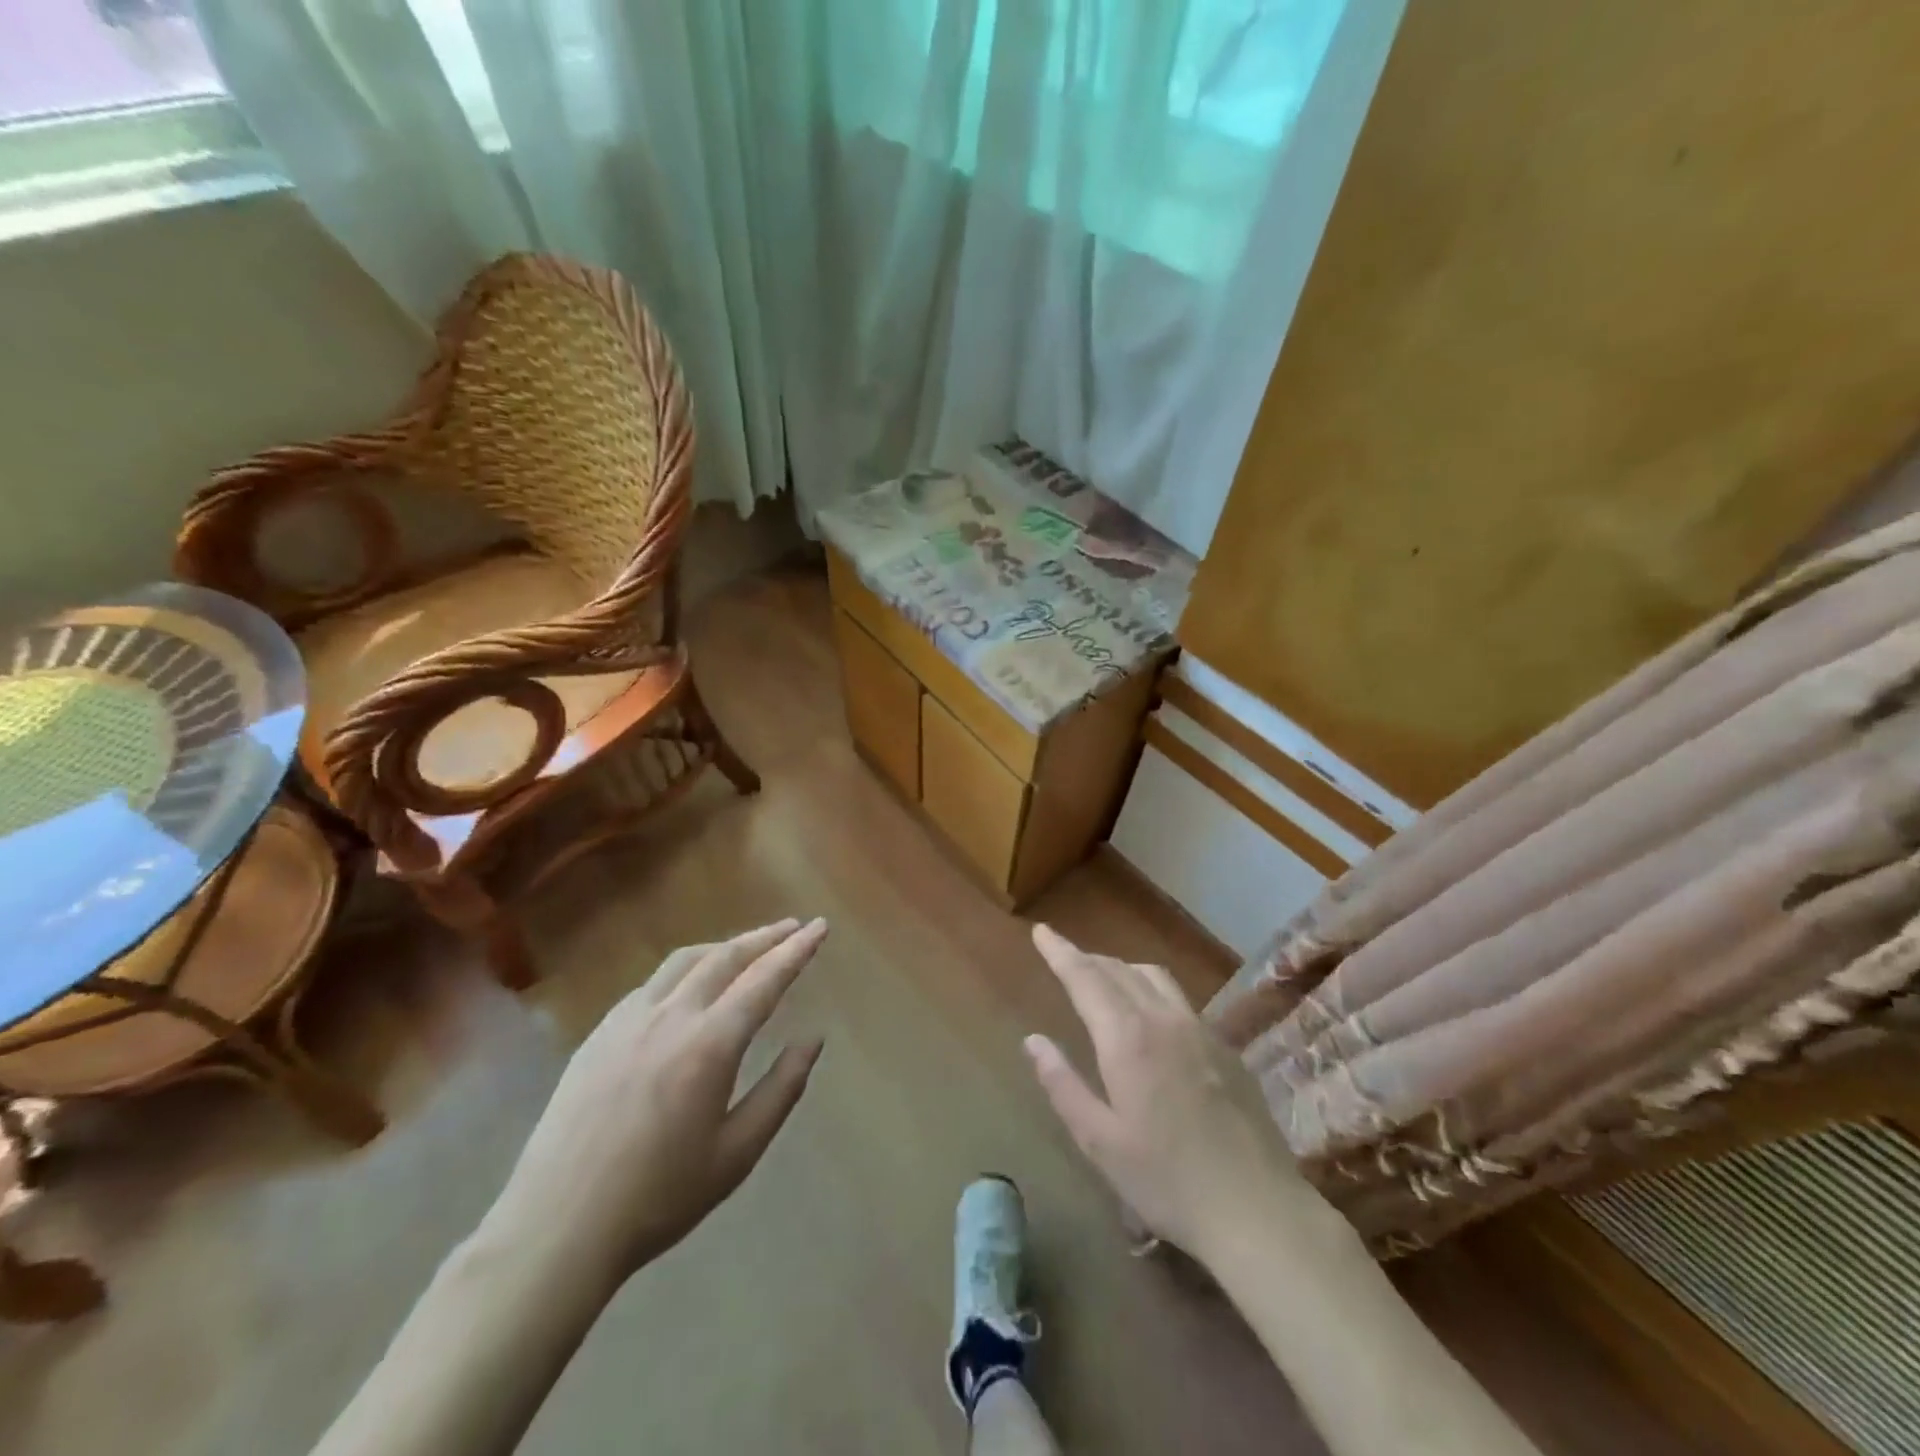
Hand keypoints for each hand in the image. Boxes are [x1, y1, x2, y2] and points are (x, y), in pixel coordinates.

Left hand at [494, 919, 828, 1286]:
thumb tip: (813, 1040)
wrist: (556, 1228)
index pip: (764, 980)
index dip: (796, 950)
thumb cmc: (658, 1198)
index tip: (820, 926)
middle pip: (726, 957)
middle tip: (793, 927)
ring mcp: (628, 1020)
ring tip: (748, 947)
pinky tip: (690, 986)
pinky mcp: (599, 1033)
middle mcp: (671, 1017)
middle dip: (765, 937)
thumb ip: (781, 1090)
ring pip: (685, 961)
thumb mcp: (737, 1153)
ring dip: (724, 946)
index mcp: (709, 1044)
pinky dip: (685, 969)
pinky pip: (652, 983)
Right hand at [1024, 924, 1313, 1262]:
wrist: (1258, 1210)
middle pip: (1118, 969)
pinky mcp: (1226, 1047)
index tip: (1041, 930)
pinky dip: (1151, 989)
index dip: (1060, 951)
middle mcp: (1163, 1019)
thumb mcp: (1099, 1141)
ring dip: (1121, 968)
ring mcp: (1201, 1030)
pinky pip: (1180, 999)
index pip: (1085, 977)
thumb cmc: (1167, 1181)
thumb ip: (1062, 1084)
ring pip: (1153, 976)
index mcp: (1127, 1038)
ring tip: (1103, 979)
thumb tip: (1033, 1040)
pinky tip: (1151, 1017)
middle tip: (1063, 958)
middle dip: (1086, 958)